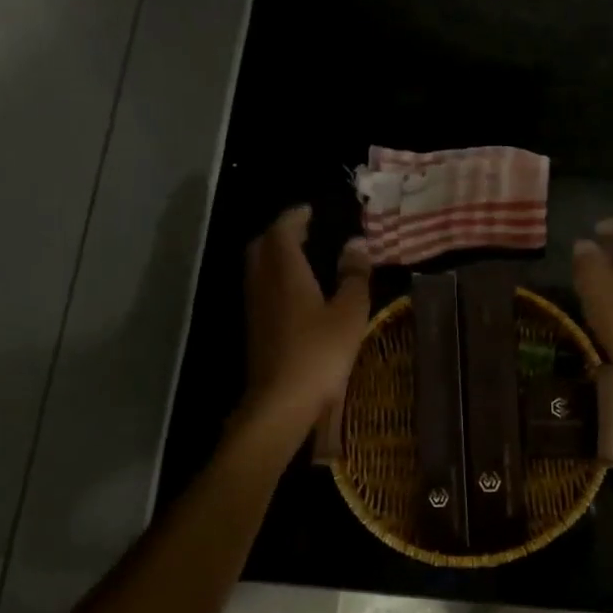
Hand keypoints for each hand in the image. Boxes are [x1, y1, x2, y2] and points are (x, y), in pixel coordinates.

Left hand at [241, 206, 370, 433]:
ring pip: (258, 267)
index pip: (283, 230)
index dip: (295, 216)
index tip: (311, 210)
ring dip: (275, 255)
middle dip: (281, 232)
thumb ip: (354, 275)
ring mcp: (255, 306)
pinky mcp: (255, 328)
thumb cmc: (319, 353)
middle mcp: (263, 283)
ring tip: (303, 256)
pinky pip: (261, 287)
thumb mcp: (350, 313)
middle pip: (263, 245)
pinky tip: (296, 291)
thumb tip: (357, 243)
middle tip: (305, 230)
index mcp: (286, 272)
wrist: (280, 402)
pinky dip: (275, 276)